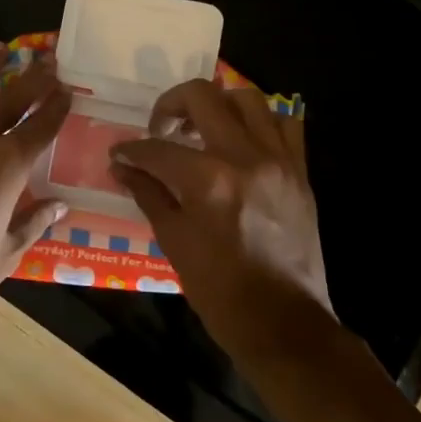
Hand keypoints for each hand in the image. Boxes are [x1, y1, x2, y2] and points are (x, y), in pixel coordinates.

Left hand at [0, 43, 71, 338]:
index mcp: (6, 169)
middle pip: (10, 100)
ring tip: (0, 50)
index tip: (68, 91)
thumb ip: (33, 223)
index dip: (57, 107)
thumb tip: (59, 205)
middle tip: (47, 59)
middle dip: (33, 78)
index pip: (40, 127)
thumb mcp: (6, 256)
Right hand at [109, 80, 334, 362]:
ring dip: (218, 103)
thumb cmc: (220, 291)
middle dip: (170, 104)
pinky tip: (242, 139)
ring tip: (202, 126)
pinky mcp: (300, 171)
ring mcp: (278, 160)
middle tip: (160, 128)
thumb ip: (149, 194)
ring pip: (248, 98)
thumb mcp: (174, 242)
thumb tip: (122, 168)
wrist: (284, 324)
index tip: (120, 154)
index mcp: (208, 180)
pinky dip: (261, 121)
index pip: (157, 148)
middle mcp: (244, 157)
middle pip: (202, 97)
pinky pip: (285, 124)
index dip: (131, 150)